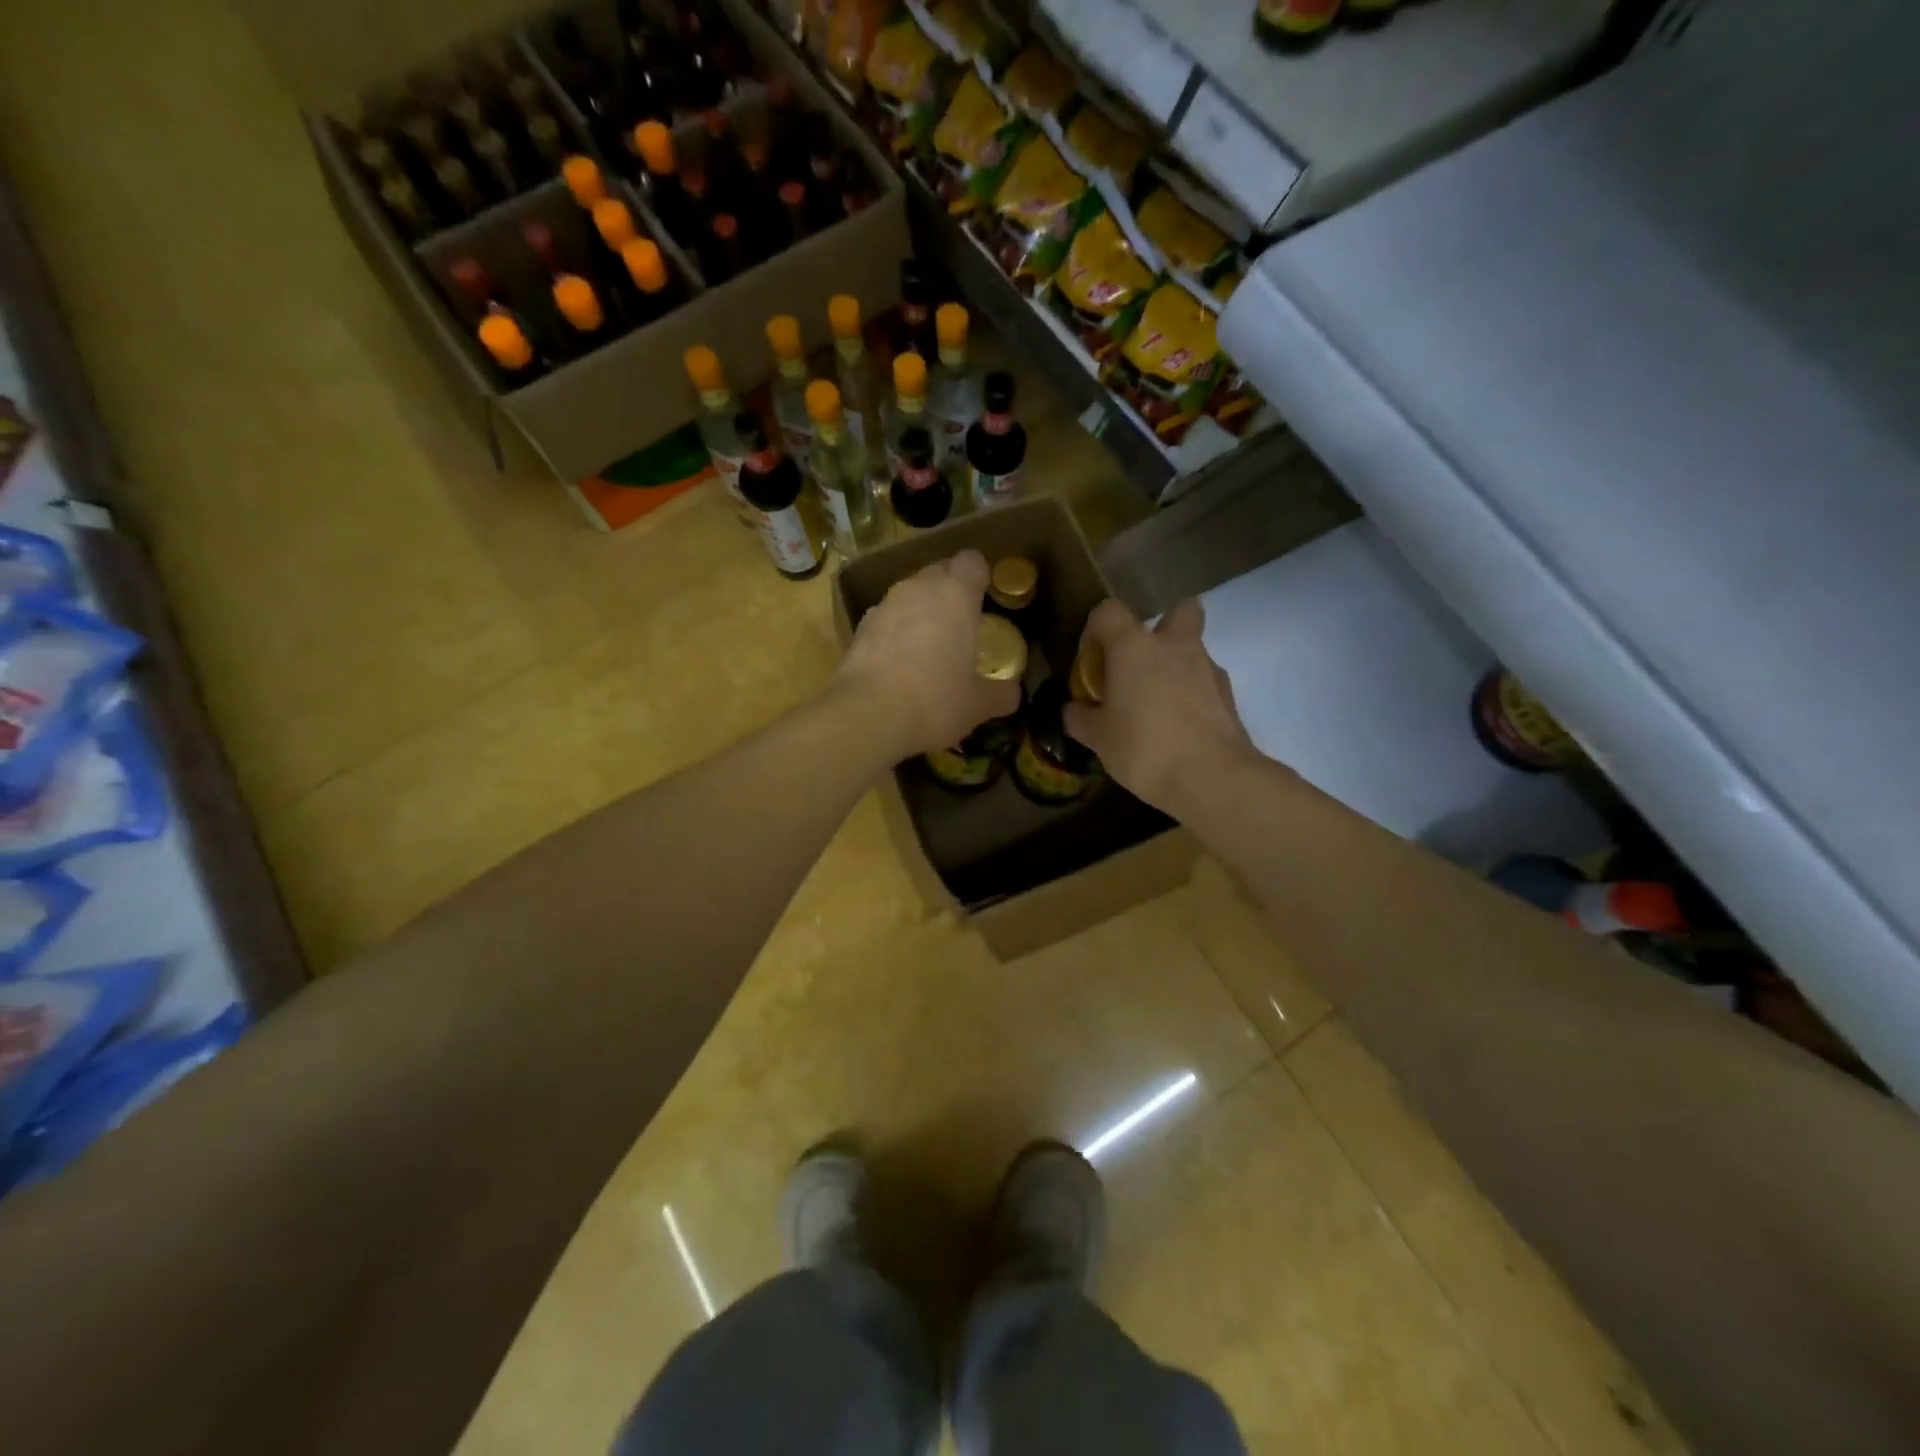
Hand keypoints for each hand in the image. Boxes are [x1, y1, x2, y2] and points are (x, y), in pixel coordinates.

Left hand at [834, 550, 1021, 763]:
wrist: (867, 716)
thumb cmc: (935, 702)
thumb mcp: (978, 705)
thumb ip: (1001, 693)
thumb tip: (1012, 693)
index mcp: (956, 595)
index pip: (972, 561)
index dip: (979, 575)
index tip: (984, 597)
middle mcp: (918, 589)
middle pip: (939, 571)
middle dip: (950, 590)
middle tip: (961, 624)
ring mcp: (885, 604)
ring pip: (909, 594)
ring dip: (921, 611)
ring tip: (929, 647)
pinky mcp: (859, 627)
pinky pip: (887, 618)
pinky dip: (895, 631)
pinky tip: (899, 663)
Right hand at [1064, 598, 1258, 814]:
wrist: (1211, 777)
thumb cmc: (1143, 748)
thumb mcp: (1097, 738)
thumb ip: (1080, 718)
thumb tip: (1073, 709)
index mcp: (1134, 647)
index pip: (1108, 611)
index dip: (1095, 630)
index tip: (1091, 662)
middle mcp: (1175, 645)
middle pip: (1179, 610)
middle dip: (1162, 628)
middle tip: (1141, 664)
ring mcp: (1208, 667)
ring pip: (1193, 649)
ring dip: (1176, 667)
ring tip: (1158, 707)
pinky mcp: (1229, 695)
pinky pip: (1206, 682)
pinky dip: (1193, 695)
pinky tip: (1181, 727)